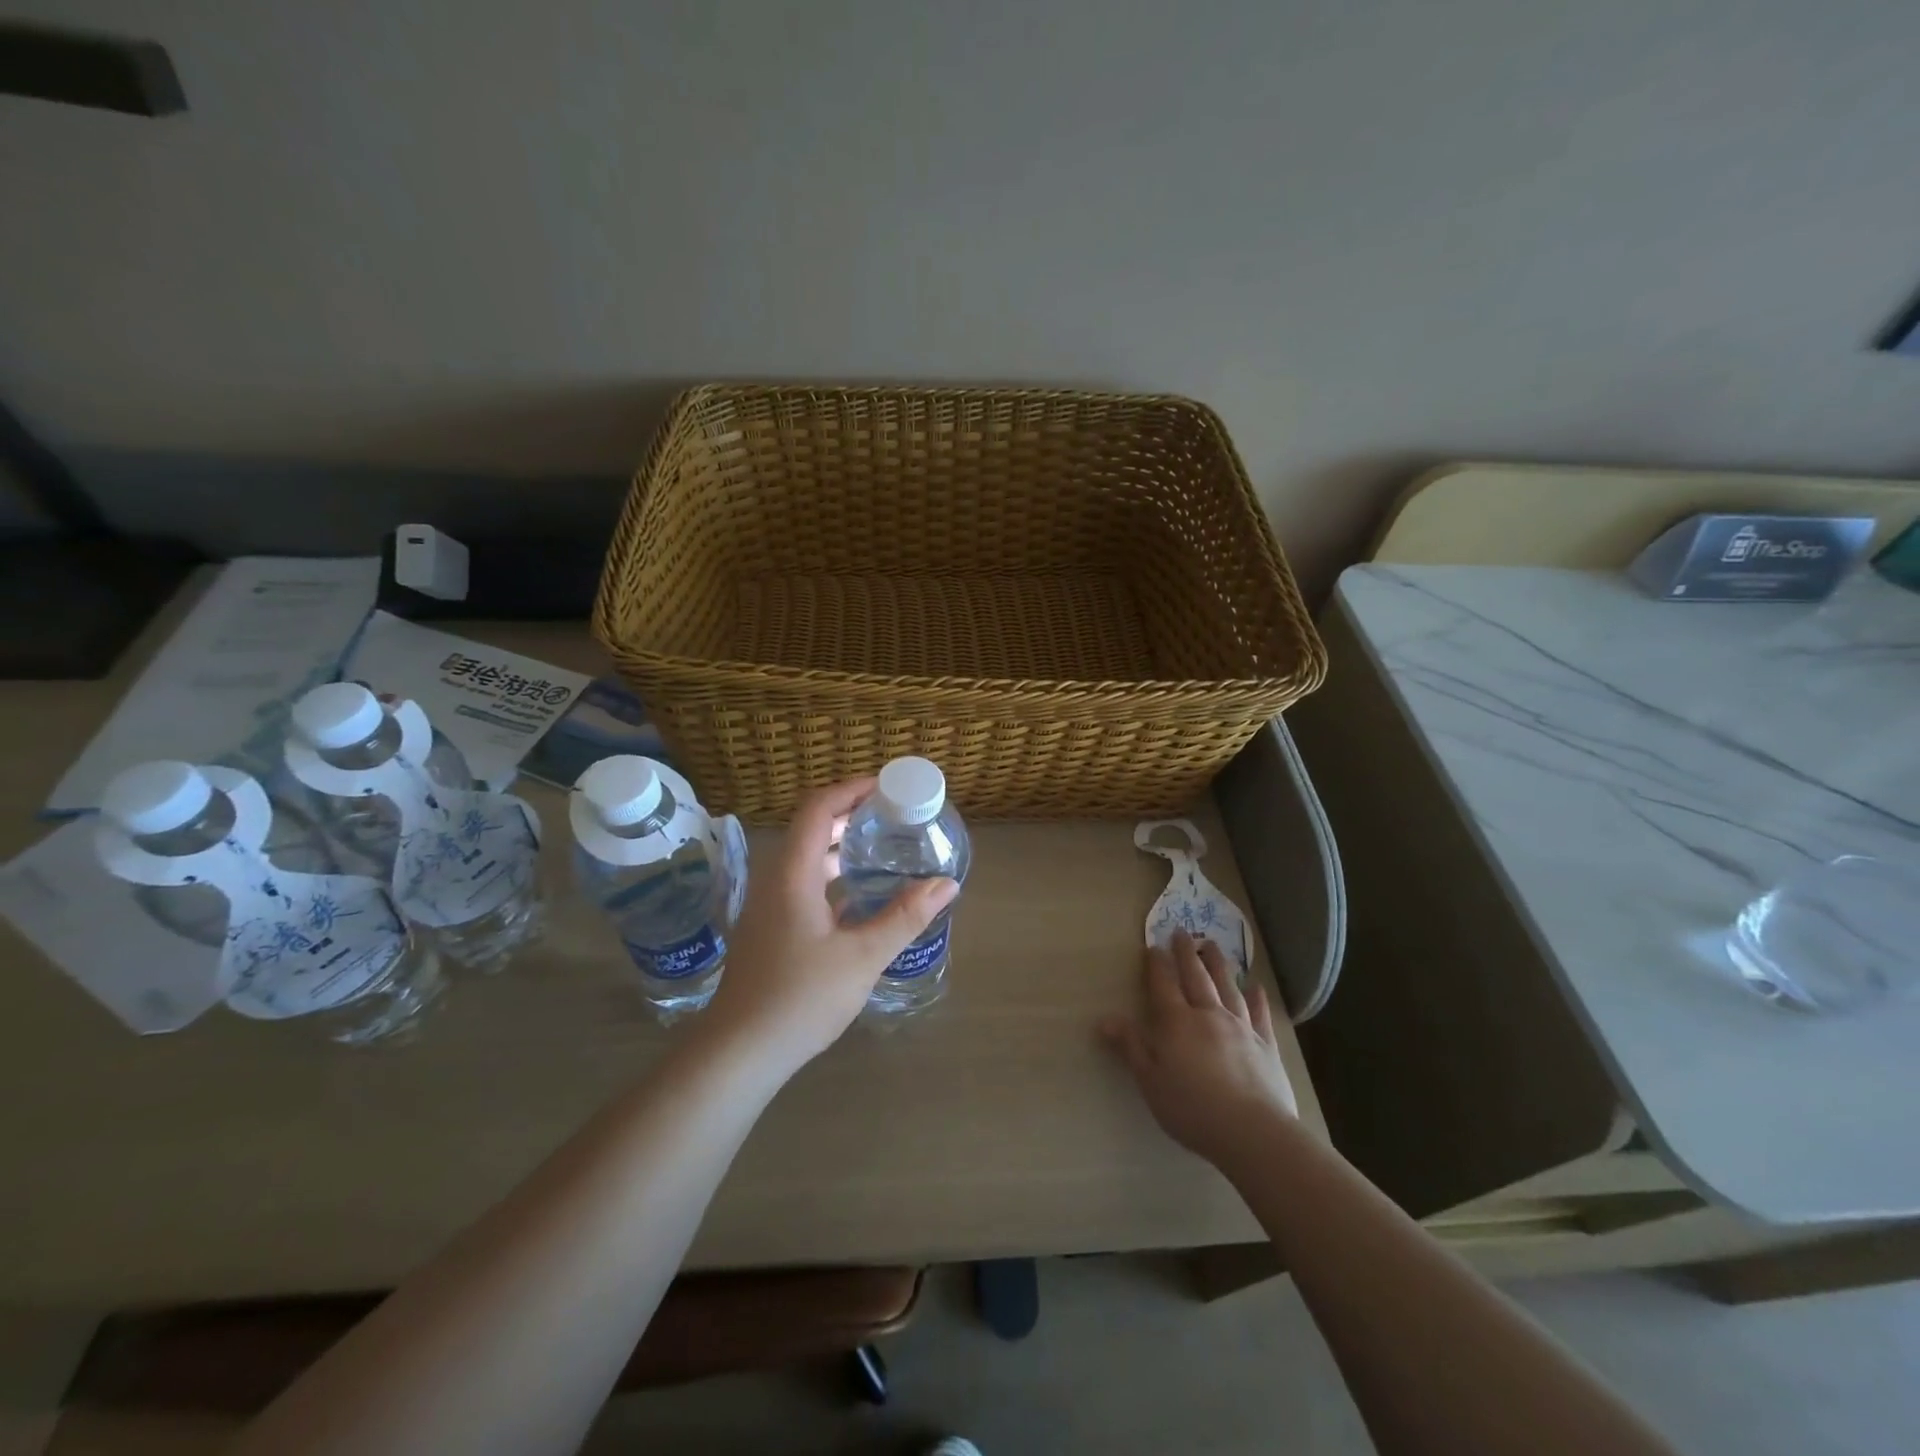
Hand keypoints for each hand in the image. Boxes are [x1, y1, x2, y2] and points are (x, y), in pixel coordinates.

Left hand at [703, 777, 957, 1078]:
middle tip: (894, 817)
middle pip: (812, 828)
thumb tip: (946, 883)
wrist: (739, 1052)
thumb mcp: (862, 957)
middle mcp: (776, 880)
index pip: (818, 807)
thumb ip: (904, 917)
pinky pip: (805, 885)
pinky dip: (833, 877)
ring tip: (883, 850)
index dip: (851, 789)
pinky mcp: (772, 929)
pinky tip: (862, 897)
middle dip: (852, 815)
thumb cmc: (799, 998)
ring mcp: (770, 906)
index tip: (887, 787)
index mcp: (793, 874)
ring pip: (808, 859)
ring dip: (842, 847)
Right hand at [1099, 930, 1296, 1171]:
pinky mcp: (1266, 1045)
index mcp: (1177, 1023)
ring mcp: (1241, 1028)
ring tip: (1213, 946)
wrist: (1253, 1131)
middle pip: (1196, 977)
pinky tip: (1256, 987)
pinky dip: (1257, 998)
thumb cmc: (1192, 1108)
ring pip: (1228, 987)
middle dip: (1187, 953)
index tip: (1153, 946)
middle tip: (1182, 932)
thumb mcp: (1150, 1081)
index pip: (1163, 985)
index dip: (1157, 965)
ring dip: (1219, 964)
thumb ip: (1131, 1047)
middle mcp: (1209, 1015)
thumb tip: (1105, 1018)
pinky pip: (1260, 1014)